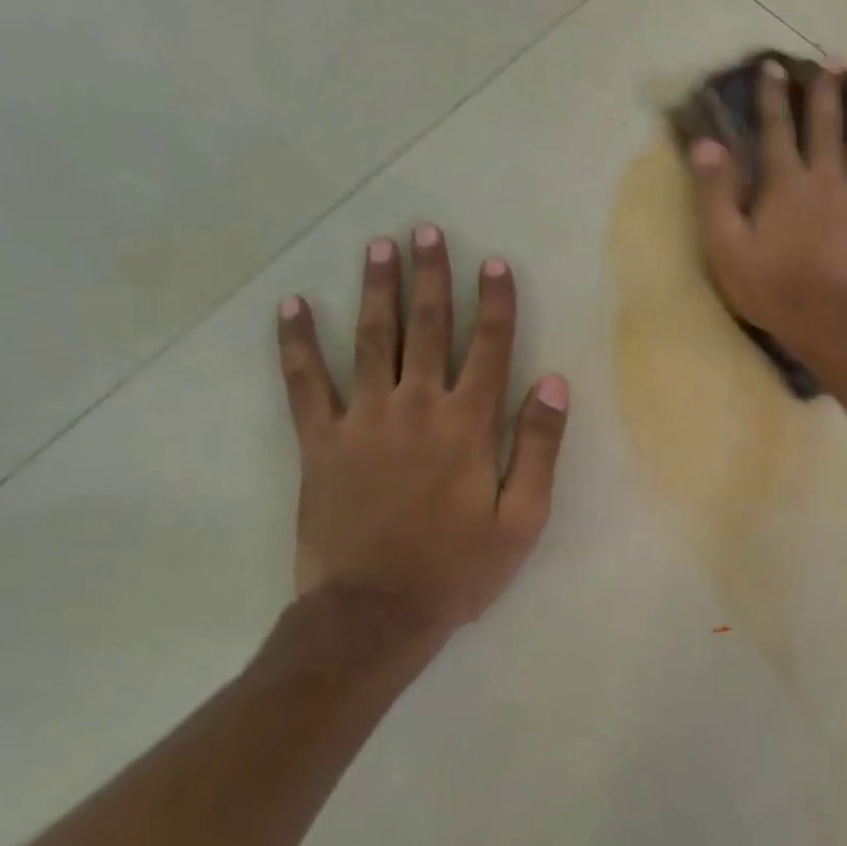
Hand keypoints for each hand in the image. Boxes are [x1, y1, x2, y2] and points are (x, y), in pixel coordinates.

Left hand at [274, 225, 569, 640]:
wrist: (374, 614)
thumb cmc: (458, 568)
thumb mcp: (522, 518)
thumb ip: (540, 447)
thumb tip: (554, 383)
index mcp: (469, 424)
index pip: (488, 346)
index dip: (494, 302)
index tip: (494, 262)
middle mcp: (417, 407)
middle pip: (427, 327)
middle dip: (431, 276)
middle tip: (426, 231)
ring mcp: (363, 420)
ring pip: (372, 340)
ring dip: (376, 290)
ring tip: (378, 247)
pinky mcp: (319, 442)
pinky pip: (305, 383)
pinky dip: (297, 344)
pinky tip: (292, 307)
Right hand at [689, 60, 846, 347]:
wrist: (828, 321)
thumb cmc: (770, 286)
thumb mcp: (725, 243)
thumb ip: (716, 192)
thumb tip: (707, 143)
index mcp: (785, 183)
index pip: (776, 129)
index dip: (774, 96)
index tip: (775, 65)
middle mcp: (826, 180)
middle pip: (828, 128)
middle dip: (828, 93)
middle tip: (835, 61)